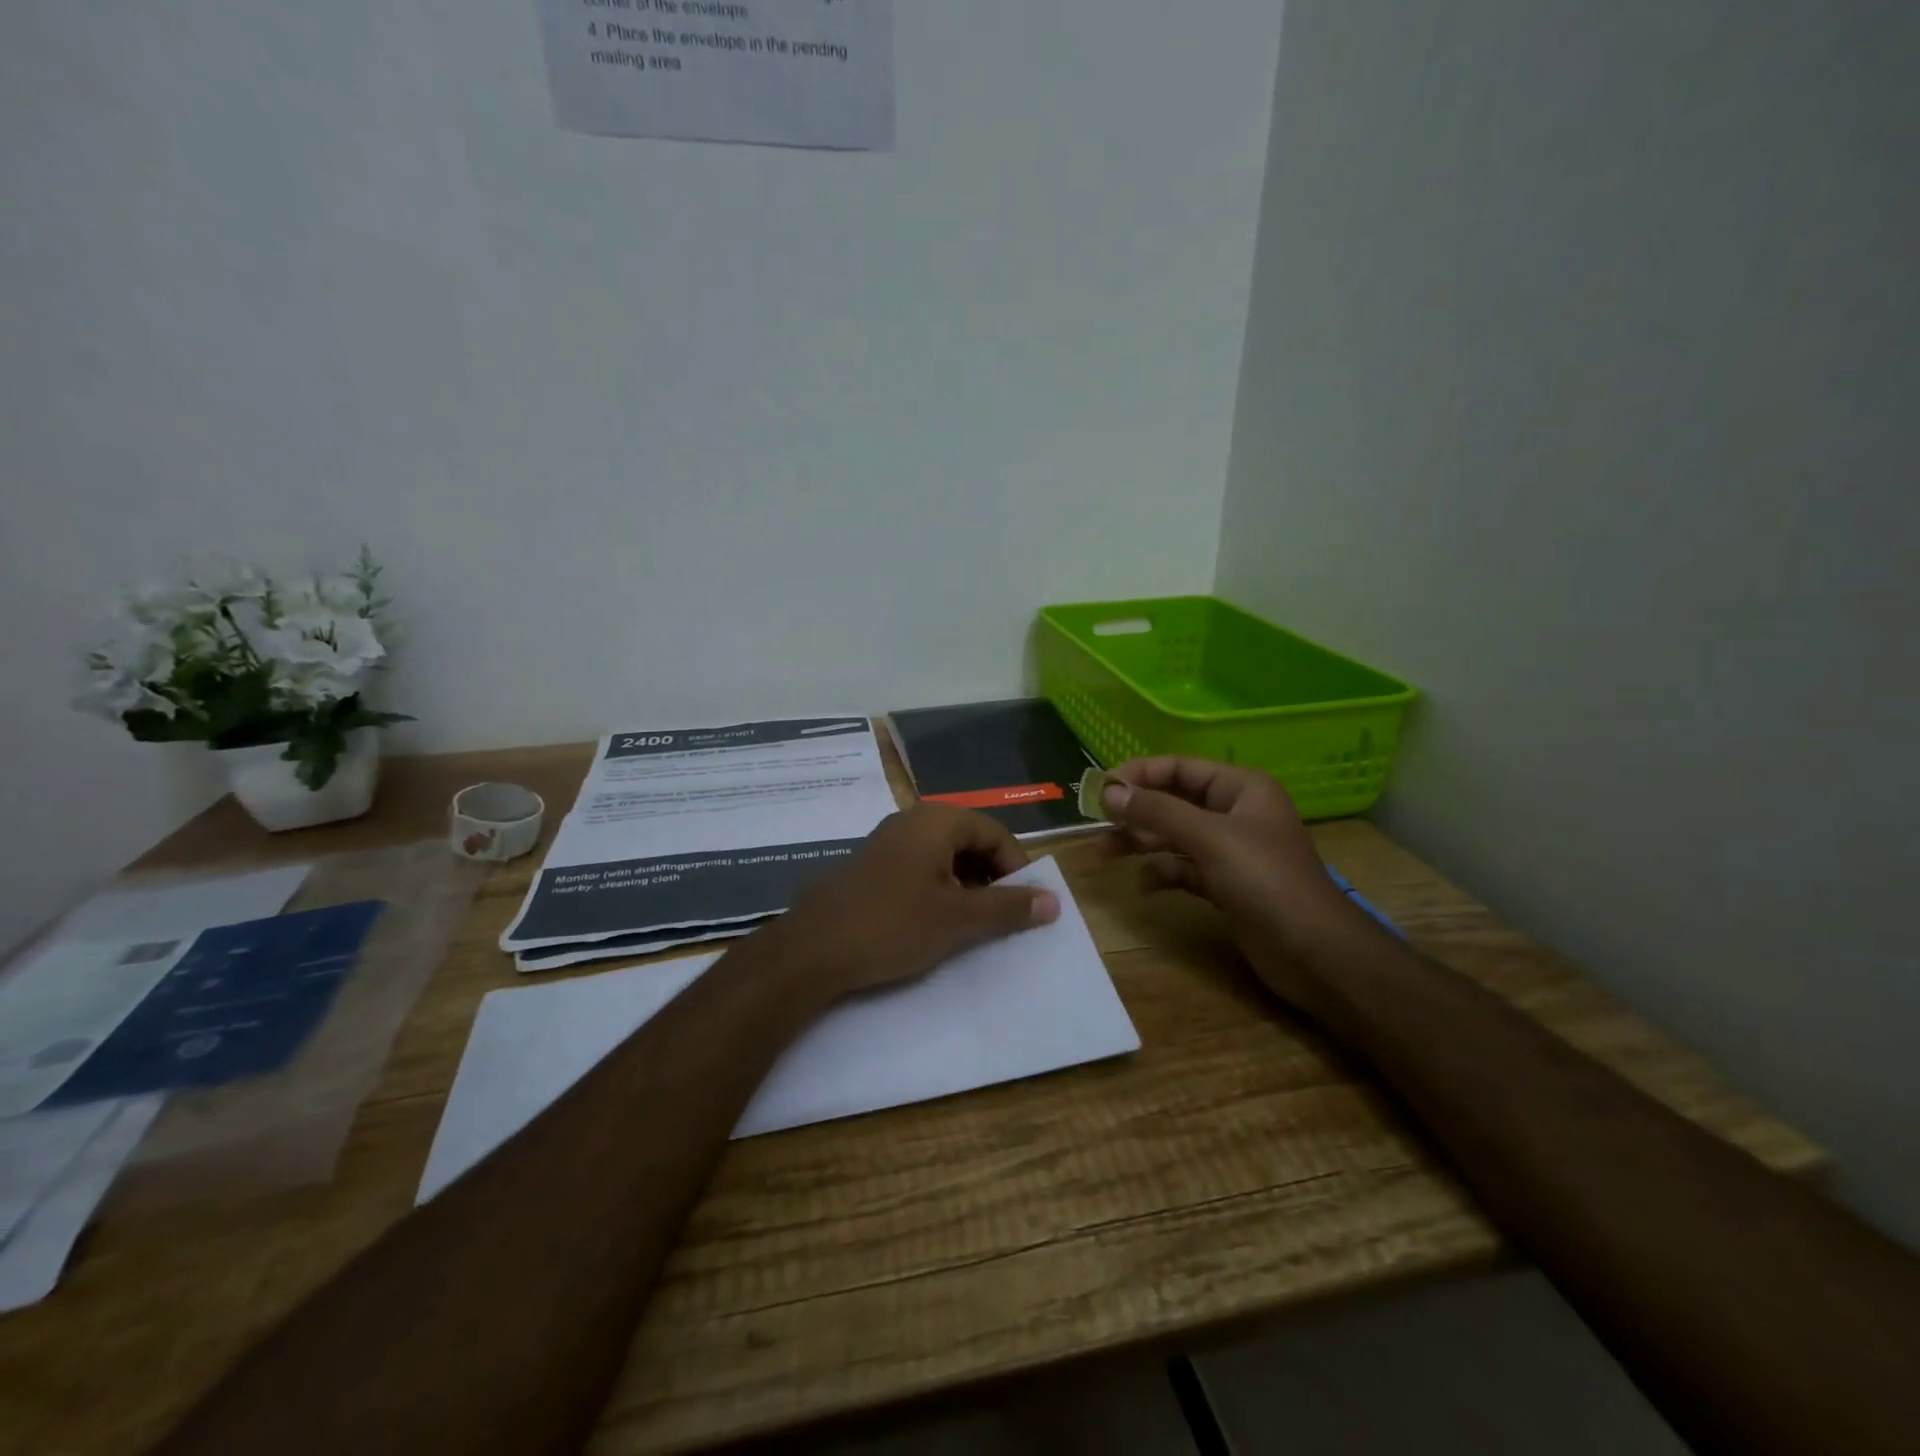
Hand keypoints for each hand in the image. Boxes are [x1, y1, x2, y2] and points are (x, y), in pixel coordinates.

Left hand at [766, 802, 1060, 1003]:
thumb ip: (1007, 907)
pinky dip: (938, 890)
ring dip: (966, 885)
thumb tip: (1054, 900)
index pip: (995, 832)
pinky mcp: (871, 867)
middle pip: (970, 840)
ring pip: (944, 856)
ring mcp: (887, 843)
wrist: (812, 950)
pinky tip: (934, 923)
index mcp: (936, 821)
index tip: (1025, 904)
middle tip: (1000, 915)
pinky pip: (919, 868)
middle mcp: (911, 821)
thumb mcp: (958, 919)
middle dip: (992, 876)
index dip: (1017, 867)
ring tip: (970, 924)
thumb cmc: (892, 925)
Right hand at [1102, 756, 1353, 997]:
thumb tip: (1109, 792)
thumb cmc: (1266, 881)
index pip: (1180, 767)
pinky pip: (1184, 868)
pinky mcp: (1226, 885)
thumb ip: (1157, 812)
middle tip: (1097, 825)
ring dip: (1142, 842)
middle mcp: (1235, 813)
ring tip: (1106, 853)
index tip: (1101, 791)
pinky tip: (1144, 885)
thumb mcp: (1209, 838)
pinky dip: (1163, 872)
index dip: (1139, 775)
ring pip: (1175, 836)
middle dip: (1136, 811)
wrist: (1315, 953)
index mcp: (1241, 788)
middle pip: (1174, 801)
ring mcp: (1231, 851)